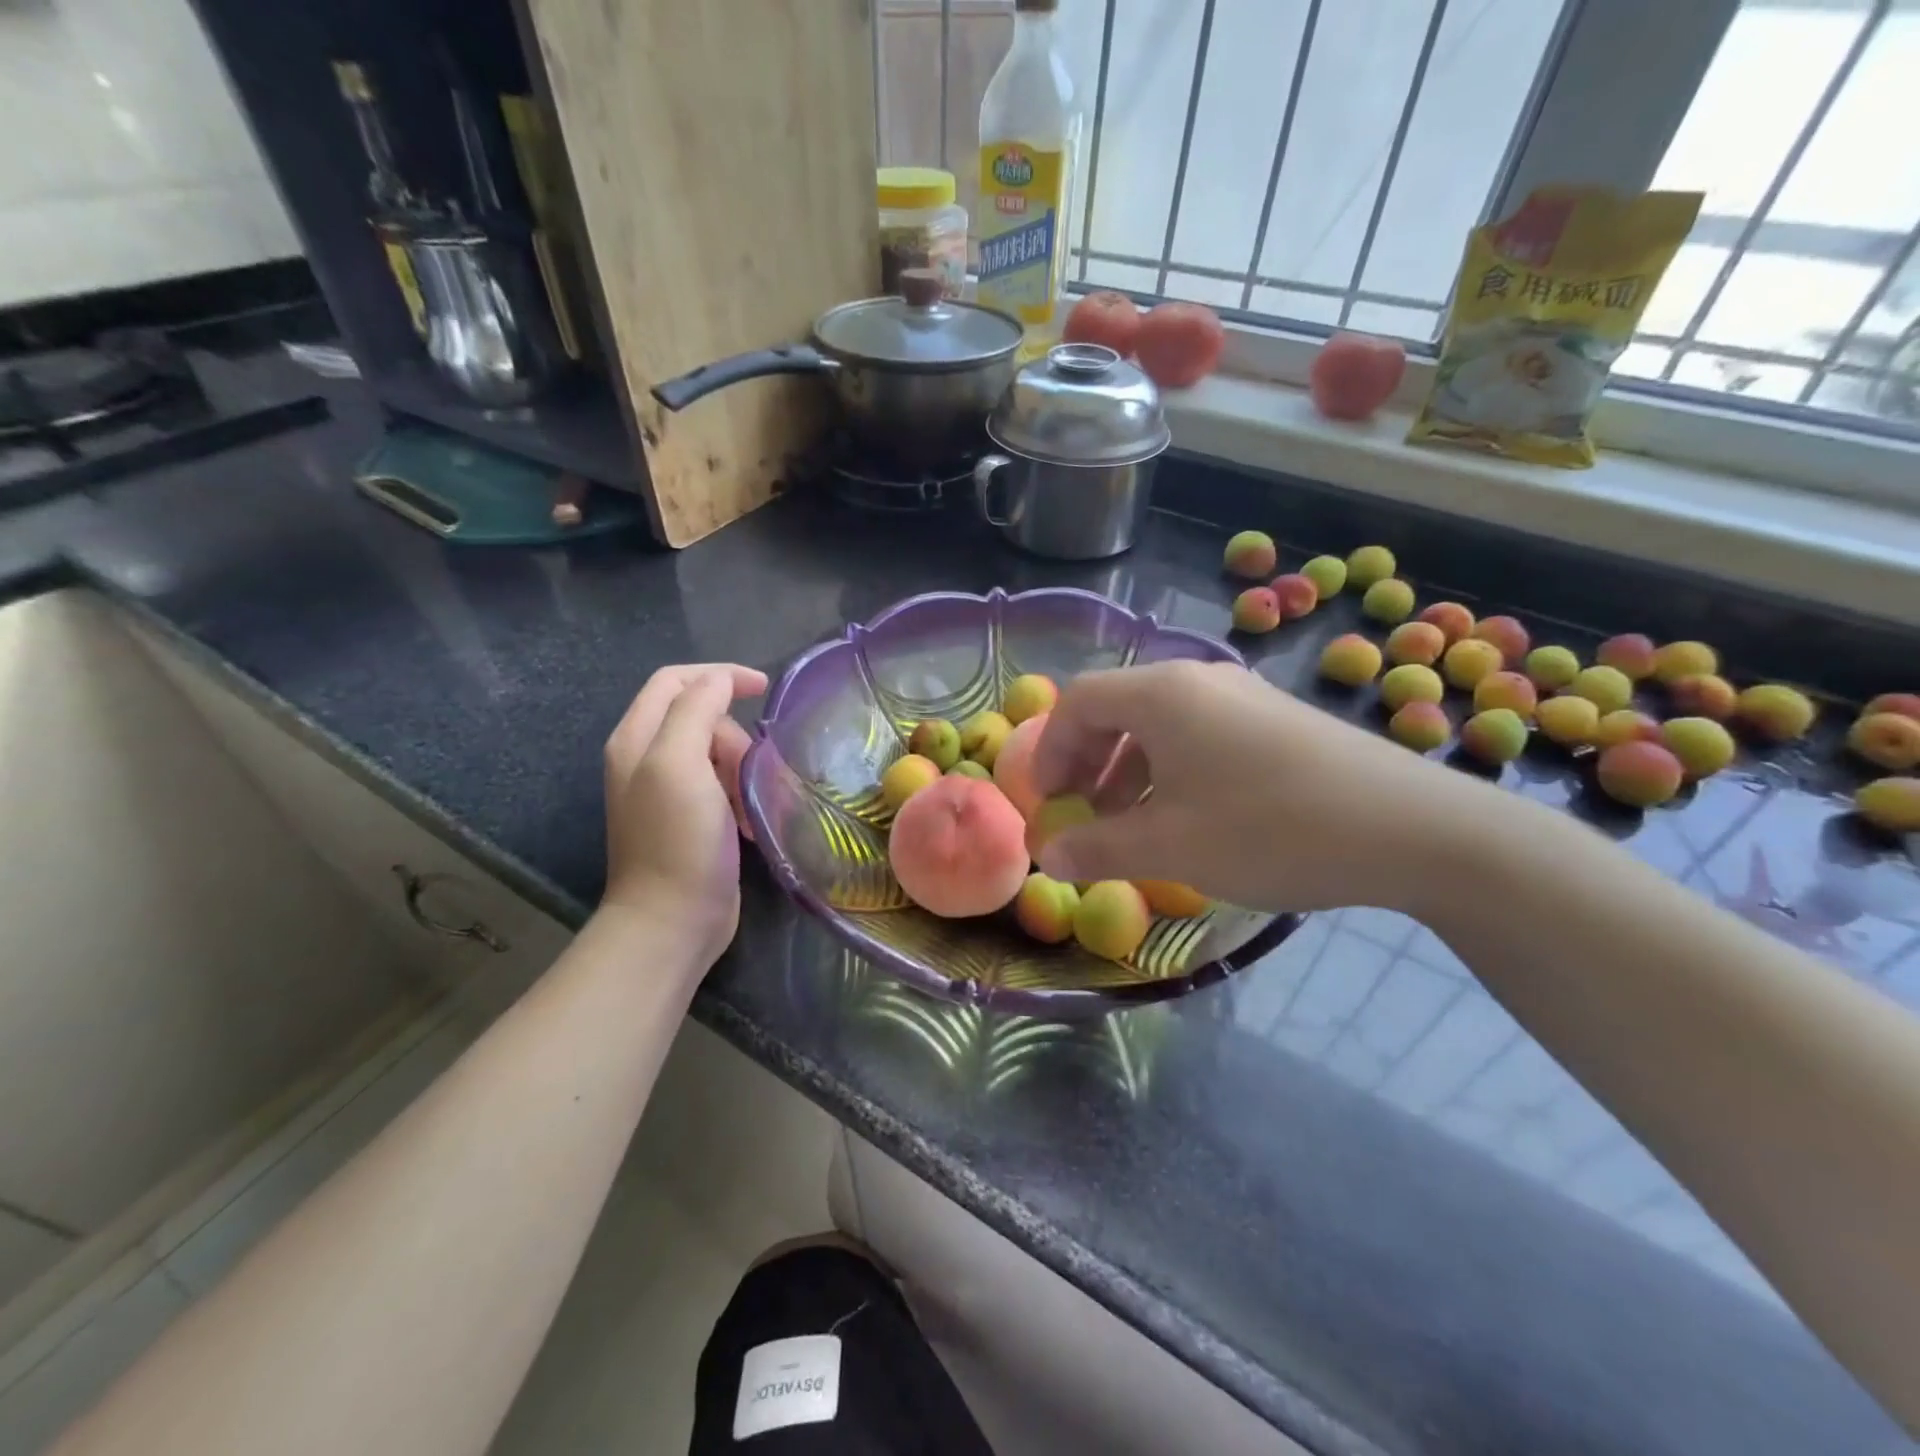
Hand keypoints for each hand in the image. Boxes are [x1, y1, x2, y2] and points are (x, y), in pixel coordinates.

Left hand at [602, 663, 766, 967]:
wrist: (672, 921)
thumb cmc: (678, 840)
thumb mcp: (680, 764)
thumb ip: (696, 710)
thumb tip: (721, 682)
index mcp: (636, 738)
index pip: (675, 680)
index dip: (720, 675)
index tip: (764, 689)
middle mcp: (645, 758)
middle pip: (699, 716)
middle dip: (733, 734)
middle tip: (751, 769)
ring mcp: (666, 791)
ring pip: (715, 751)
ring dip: (741, 766)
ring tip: (754, 800)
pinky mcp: (688, 818)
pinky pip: (720, 785)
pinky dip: (740, 793)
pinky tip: (750, 820)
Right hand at [1030, 659, 1504, 915]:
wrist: (1413, 829)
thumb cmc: (1270, 829)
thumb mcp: (1170, 847)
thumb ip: (1097, 849)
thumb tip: (1047, 857)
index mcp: (1162, 694)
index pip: (1078, 702)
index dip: (1050, 752)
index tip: (1048, 804)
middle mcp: (1198, 679)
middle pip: (1116, 706)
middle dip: (1086, 761)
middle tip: (1081, 814)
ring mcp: (1243, 695)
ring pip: (1159, 722)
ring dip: (1127, 768)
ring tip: (1128, 823)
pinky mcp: (1275, 719)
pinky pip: (1200, 733)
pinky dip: (1171, 769)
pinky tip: (1187, 816)